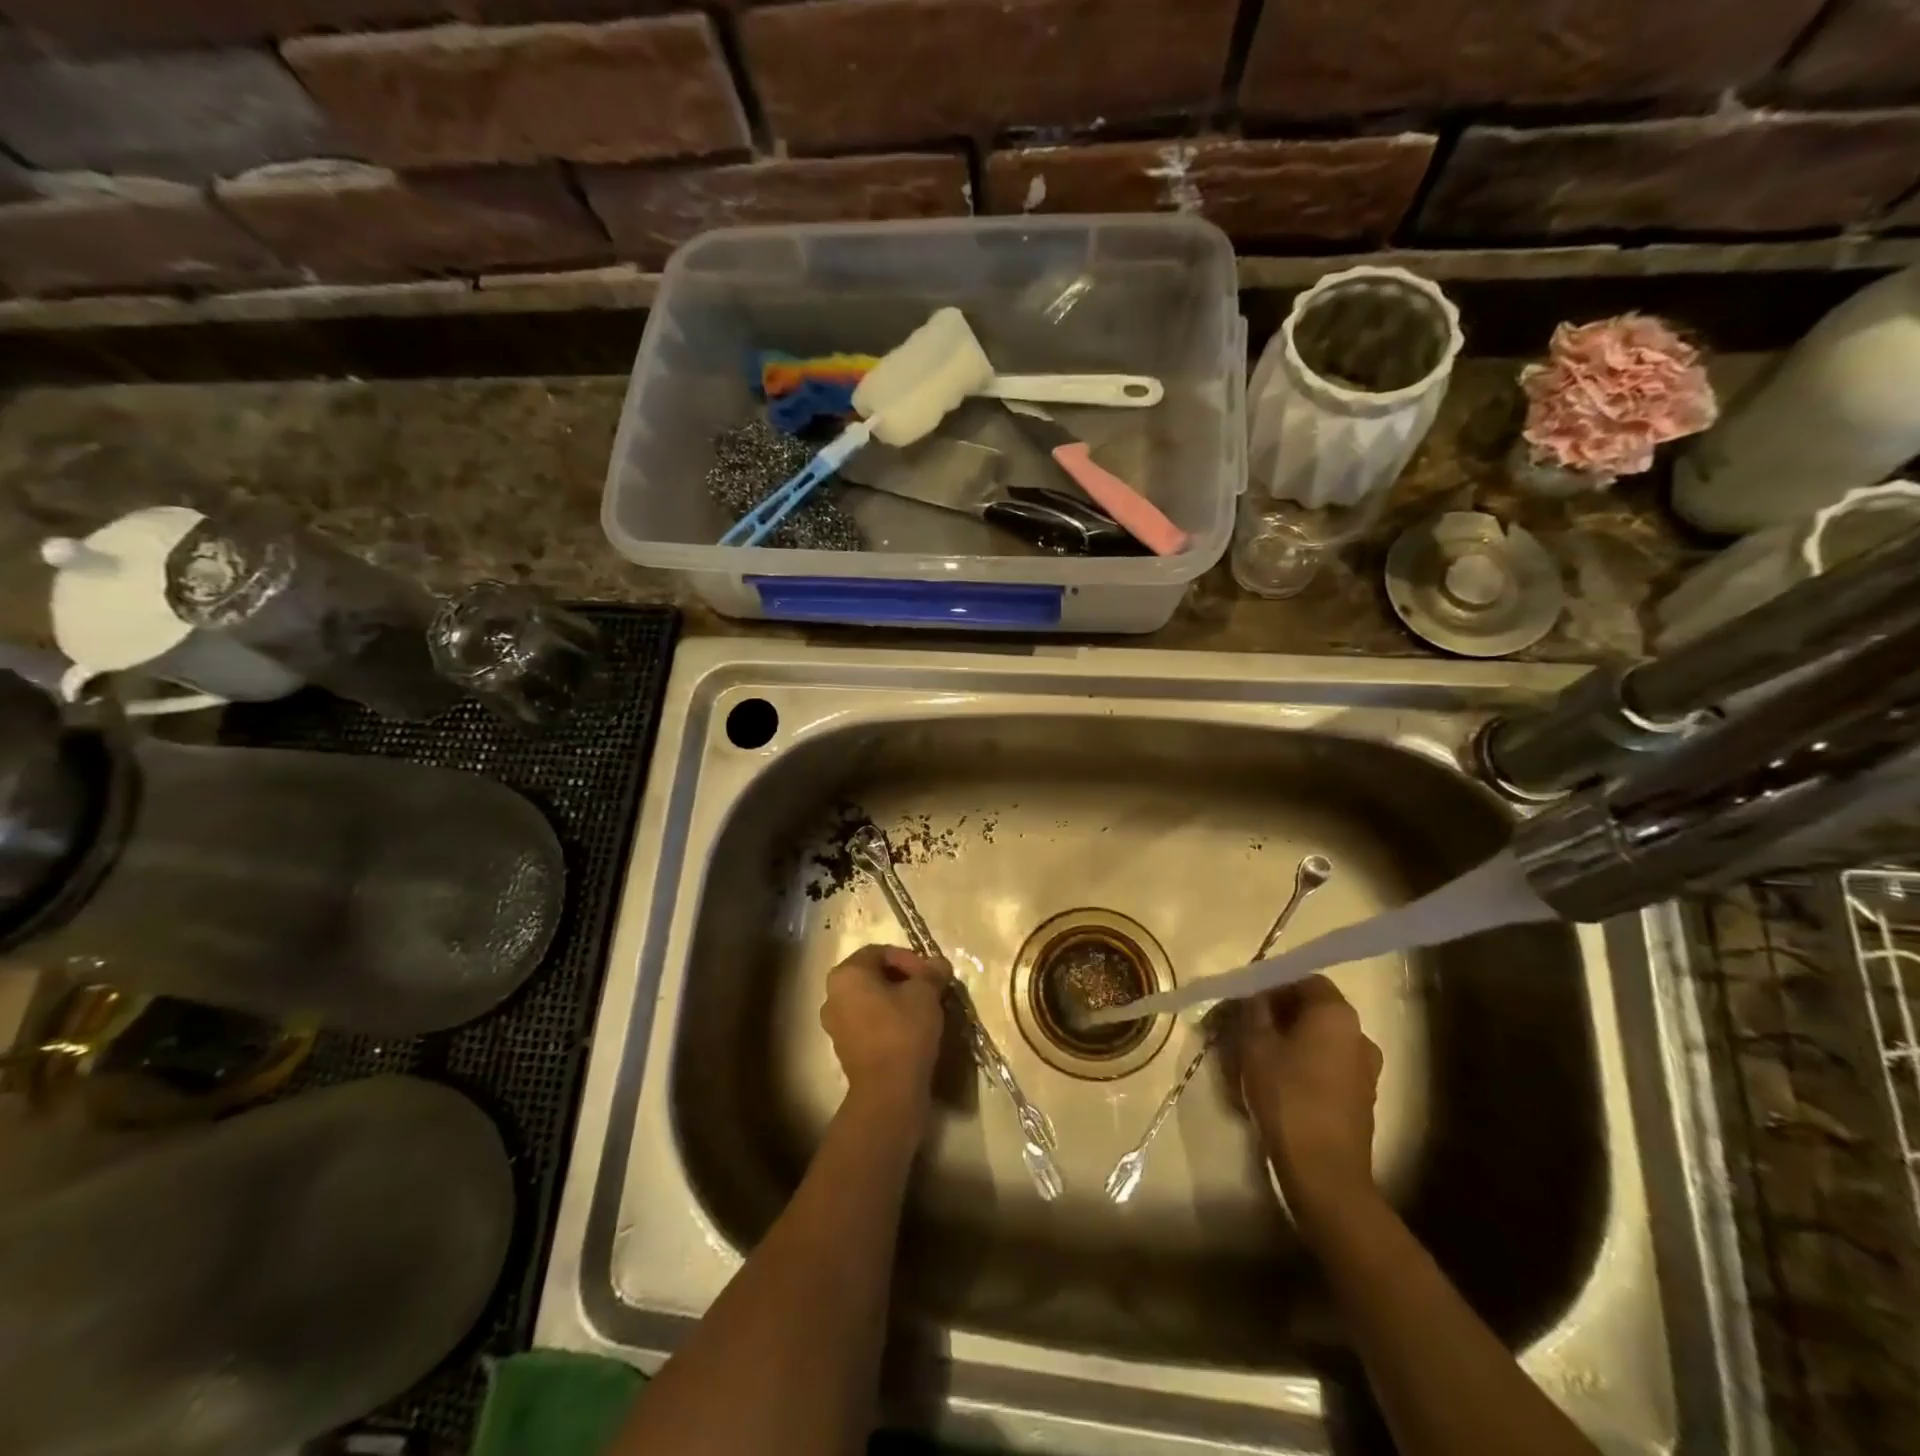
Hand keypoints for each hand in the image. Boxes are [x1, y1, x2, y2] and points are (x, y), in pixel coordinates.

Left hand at [820, 944, 951, 1130]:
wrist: (888, 1091)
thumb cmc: (903, 1030)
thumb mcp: (925, 993)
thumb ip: (931, 972)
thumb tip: (938, 964)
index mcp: (846, 974)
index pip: (879, 952)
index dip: (909, 958)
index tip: (930, 975)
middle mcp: (832, 995)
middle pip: (872, 975)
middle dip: (903, 978)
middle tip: (928, 989)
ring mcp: (835, 1025)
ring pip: (870, 1000)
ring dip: (895, 999)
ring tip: (922, 1009)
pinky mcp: (844, 1049)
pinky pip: (867, 1023)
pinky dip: (887, 1020)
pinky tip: (910, 1030)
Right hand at [1233, 976, 1383, 1231]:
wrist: (1325, 1172)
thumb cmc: (1287, 1097)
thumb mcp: (1255, 1046)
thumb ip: (1253, 1011)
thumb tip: (1253, 994)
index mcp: (1336, 1014)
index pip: (1305, 979)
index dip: (1273, 983)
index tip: (1246, 998)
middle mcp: (1359, 1034)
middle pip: (1315, 1008)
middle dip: (1280, 1012)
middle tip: (1247, 1024)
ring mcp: (1366, 1069)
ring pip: (1322, 1039)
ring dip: (1293, 1039)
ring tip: (1259, 1054)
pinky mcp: (1362, 1098)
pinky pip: (1329, 1065)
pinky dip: (1306, 1063)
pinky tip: (1279, 1080)